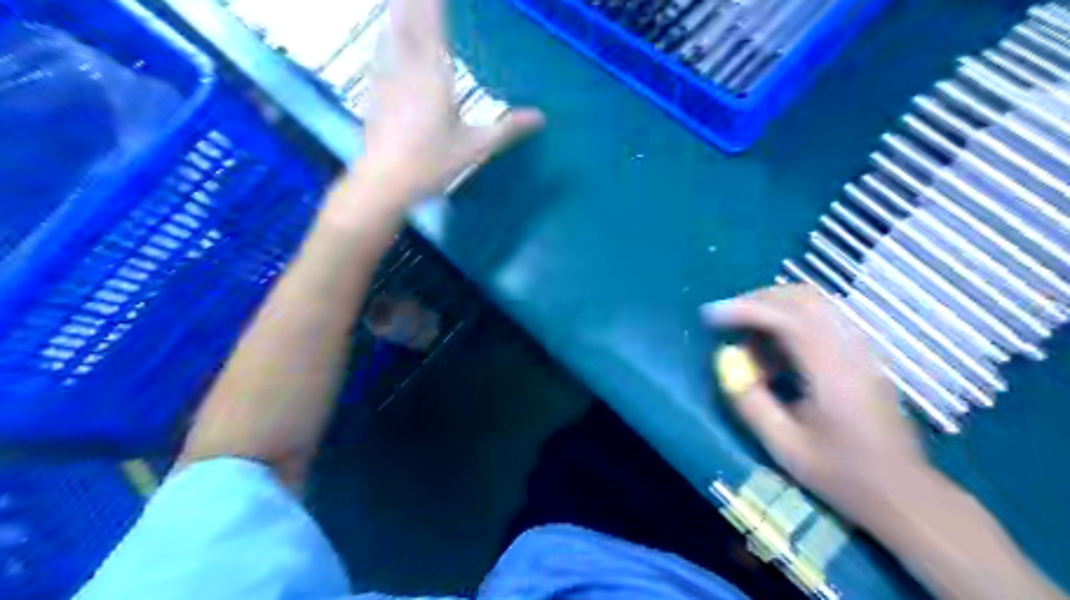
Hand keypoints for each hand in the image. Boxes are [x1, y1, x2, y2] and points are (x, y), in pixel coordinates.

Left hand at [357, 1, 544, 200]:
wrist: (385, 180)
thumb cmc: (432, 163)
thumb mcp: (475, 148)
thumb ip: (508, 128)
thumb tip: (541, 117)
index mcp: (434, 75)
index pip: (434, 22)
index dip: (434, 2)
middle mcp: (407, 65)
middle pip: (409, 17)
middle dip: (416, 1)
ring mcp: (387, 75)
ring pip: (391, 28)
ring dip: (400, 9)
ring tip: (406, 1)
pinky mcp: (374, 88)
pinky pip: (381, 47)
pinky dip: (388, 31)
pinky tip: (388, 31)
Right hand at [704, 283, 929, 522]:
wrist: (903, 492)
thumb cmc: (842, 474)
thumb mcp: (785, 446)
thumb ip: (750, 402)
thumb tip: (724, 364)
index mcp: (833, 372)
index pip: (788, 318)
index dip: (744, 309)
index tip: (710, 315)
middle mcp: (851, 349)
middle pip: (803, 298)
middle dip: (756, 299)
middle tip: (724, 318)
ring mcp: (861, 348)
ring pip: (815, 302)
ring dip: (773, 306)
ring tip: (745, 333)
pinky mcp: (862, 353)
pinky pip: (823, 316)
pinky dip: (790, 318)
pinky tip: (774, 346)